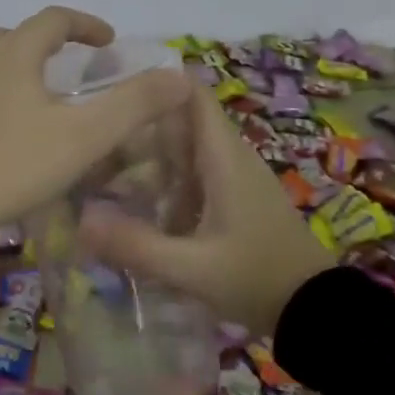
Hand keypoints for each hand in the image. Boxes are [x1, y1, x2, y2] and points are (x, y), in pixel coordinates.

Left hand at [0, 7, 192, 253]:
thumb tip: (180, 76)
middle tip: (70, 71)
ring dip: (13, 65)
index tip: (108, 40)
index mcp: (12, 52)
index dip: (86, 24)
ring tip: (31, 95)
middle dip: (48, 46)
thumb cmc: (9, 166)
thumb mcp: (83, 138)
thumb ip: (135, 104)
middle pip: (16, 36)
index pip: (55, 19)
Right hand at [78, 85, 335, 331]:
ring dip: (149, 152)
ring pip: (185, 147)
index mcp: (223, 156)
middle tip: (92, 135)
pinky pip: (194, 172)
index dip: (155, 82)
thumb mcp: (191, 268)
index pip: (191, 93)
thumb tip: (80, 220)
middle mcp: (229, 156)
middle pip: (180, 119)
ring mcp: (235, 177)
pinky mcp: (235, 198)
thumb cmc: (256, 278)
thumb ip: (136, 245)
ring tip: (101, 164)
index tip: (111, 87)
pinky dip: (165, 177)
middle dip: (139, 123)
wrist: (314, 312)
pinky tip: (135, 200)